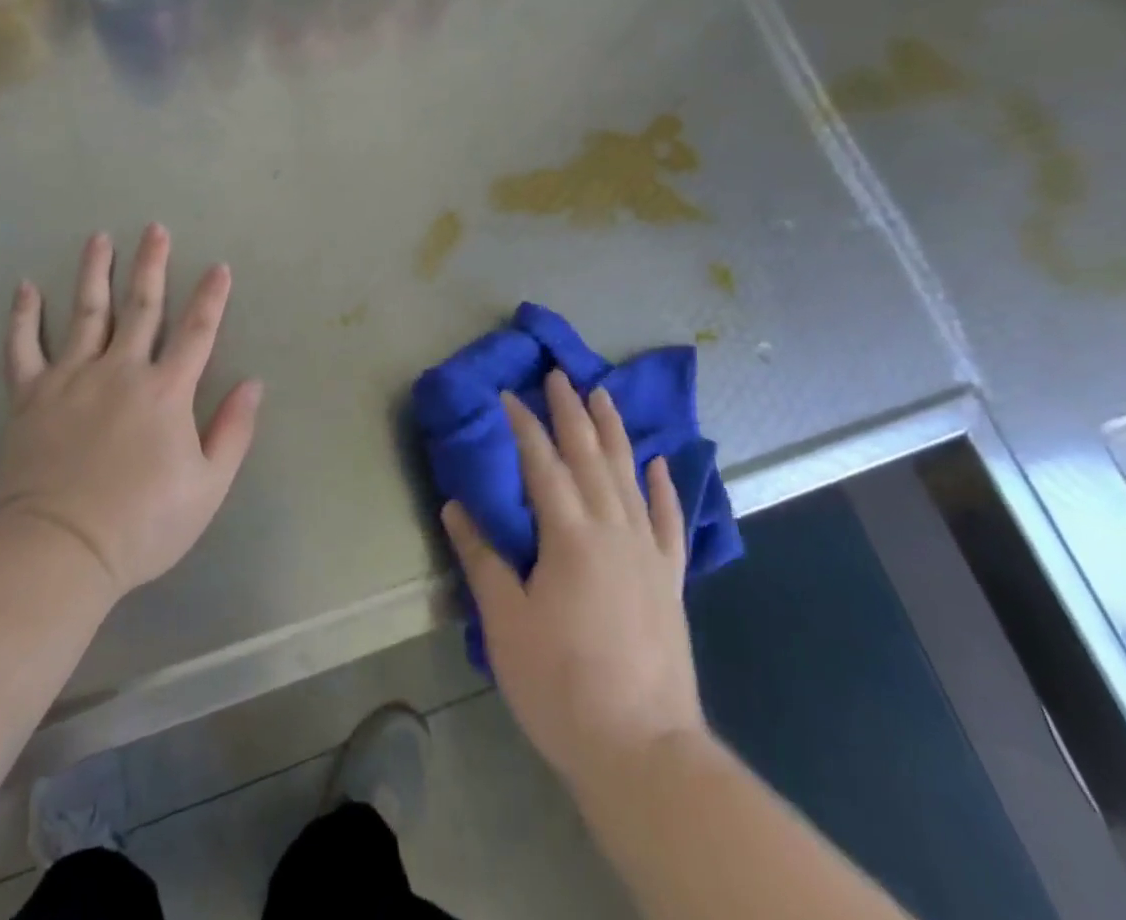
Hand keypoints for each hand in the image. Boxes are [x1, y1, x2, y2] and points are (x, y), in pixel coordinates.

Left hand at [0, 225, 261, 599]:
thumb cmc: (143, 523)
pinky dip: (24, 316)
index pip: (196, 332)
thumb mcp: (208, 486)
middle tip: (155, 229)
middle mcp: (121, 371)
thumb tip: (253, 383)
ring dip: (95, 272)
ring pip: (86, 312)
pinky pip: (23, 347)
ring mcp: (72, 378)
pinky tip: (26, 287)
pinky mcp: (31, 396)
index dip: (211, 298)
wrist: (61, 550)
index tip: (219, 267)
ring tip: (99, 238)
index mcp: (166, 391)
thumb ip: (233, 431)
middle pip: (141, 307)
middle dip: (152, 265)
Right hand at [442, 370, 705, 787]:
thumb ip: (481, 557)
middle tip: (558, 374)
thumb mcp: (506, 622)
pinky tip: (659, 462)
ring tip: (602, 395)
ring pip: (629, 475)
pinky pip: (669, 519)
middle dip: (570, 411)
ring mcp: (648, 552)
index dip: (522, 424)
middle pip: (589, 456)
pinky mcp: (670, 579)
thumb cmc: (562, 685)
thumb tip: (454, 505)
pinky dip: (664, 487)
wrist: (643, 751)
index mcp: (570, 535)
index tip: (507, 393)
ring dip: (614, 431)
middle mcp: (613, 530)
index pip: (541, 463)